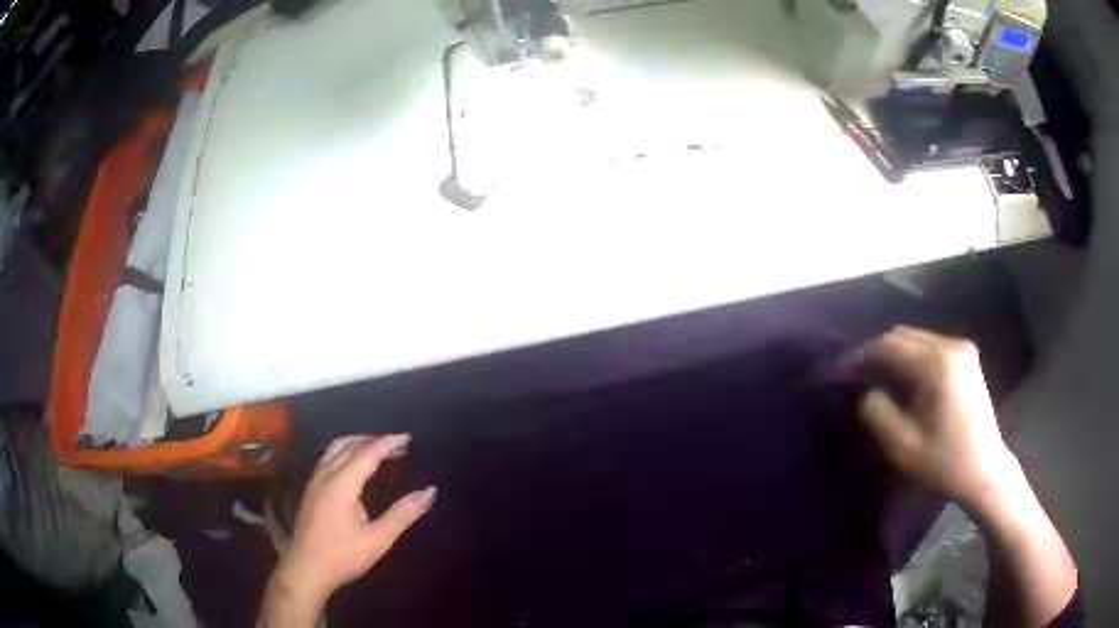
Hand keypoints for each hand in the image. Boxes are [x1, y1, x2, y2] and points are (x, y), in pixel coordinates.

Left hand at [259, 434, 435, 627]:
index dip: (388, 443)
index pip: (367, 453)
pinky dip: (346, 452)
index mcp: (342, 484)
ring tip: (378, 451)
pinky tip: (354, 467)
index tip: (408, 438)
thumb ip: (403, 514)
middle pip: (349, 445)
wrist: (306, 569)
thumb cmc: (343, 555)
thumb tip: (429, 492)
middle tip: (398, 446)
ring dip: (357, 444)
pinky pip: (328, 458)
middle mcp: (326, 475)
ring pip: (335, 449)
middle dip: (373, 440)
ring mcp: (315, 481)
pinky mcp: (310, 490)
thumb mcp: (378, 539)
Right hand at [854, 326, 1018, 503]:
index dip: (860, 356)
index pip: (889, 346)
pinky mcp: (967, 358)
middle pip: (903, 336)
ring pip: (916, 339)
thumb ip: (877, 412)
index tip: (839, 372)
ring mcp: (962, 349)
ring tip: (875, 378)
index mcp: (936, 364)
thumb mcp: (902, 446)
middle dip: (875, 352)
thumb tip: (868, 391)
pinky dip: (911, 358)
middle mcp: (951, 346)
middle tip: (855, 376)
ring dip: (893, 354)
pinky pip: (930, 347)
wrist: (984, 470)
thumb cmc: (944, 463)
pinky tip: (903, 379)